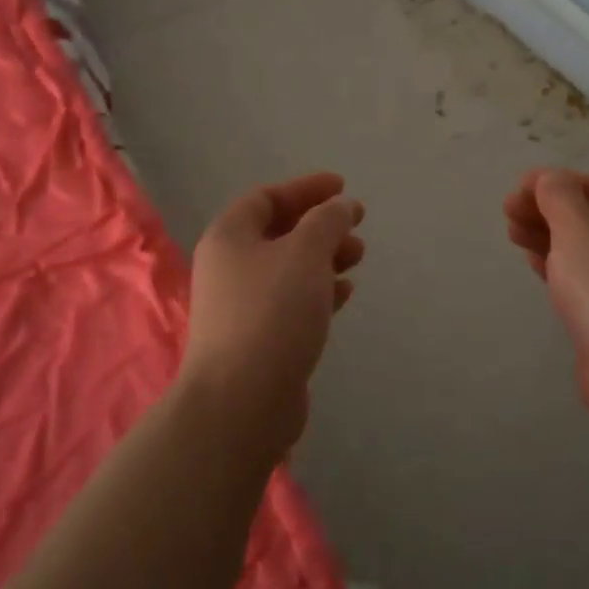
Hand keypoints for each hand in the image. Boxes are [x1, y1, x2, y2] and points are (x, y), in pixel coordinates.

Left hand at [181, 172, 364, 454]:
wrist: (242, 401)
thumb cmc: (272, 312)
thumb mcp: (305, 253)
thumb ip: (327, 221)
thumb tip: (340, 206)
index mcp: (230, 237)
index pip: (267, 198)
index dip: (305, 188)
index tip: (342, 187)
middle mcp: (229, 267)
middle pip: (279, 233)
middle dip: (320, 225)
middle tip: (356, 226)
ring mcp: (241, 306)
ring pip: (289, 268)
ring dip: (324, 257)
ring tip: (358, 256)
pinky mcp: (258, 339)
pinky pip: (292, 301)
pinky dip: (319, 290)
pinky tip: (345, 293)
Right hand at [504, 169, 588, 431]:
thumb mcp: (578, 227)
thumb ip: (558, 195)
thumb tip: (549, 179)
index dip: (552, 182)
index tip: (515, 192)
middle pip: (587, 215)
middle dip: (545, 209)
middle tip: (507, 215)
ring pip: (582, 247)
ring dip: (547, 236)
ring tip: (513, 236)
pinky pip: (582, 278)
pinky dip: (557, 265)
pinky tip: (535, 266)